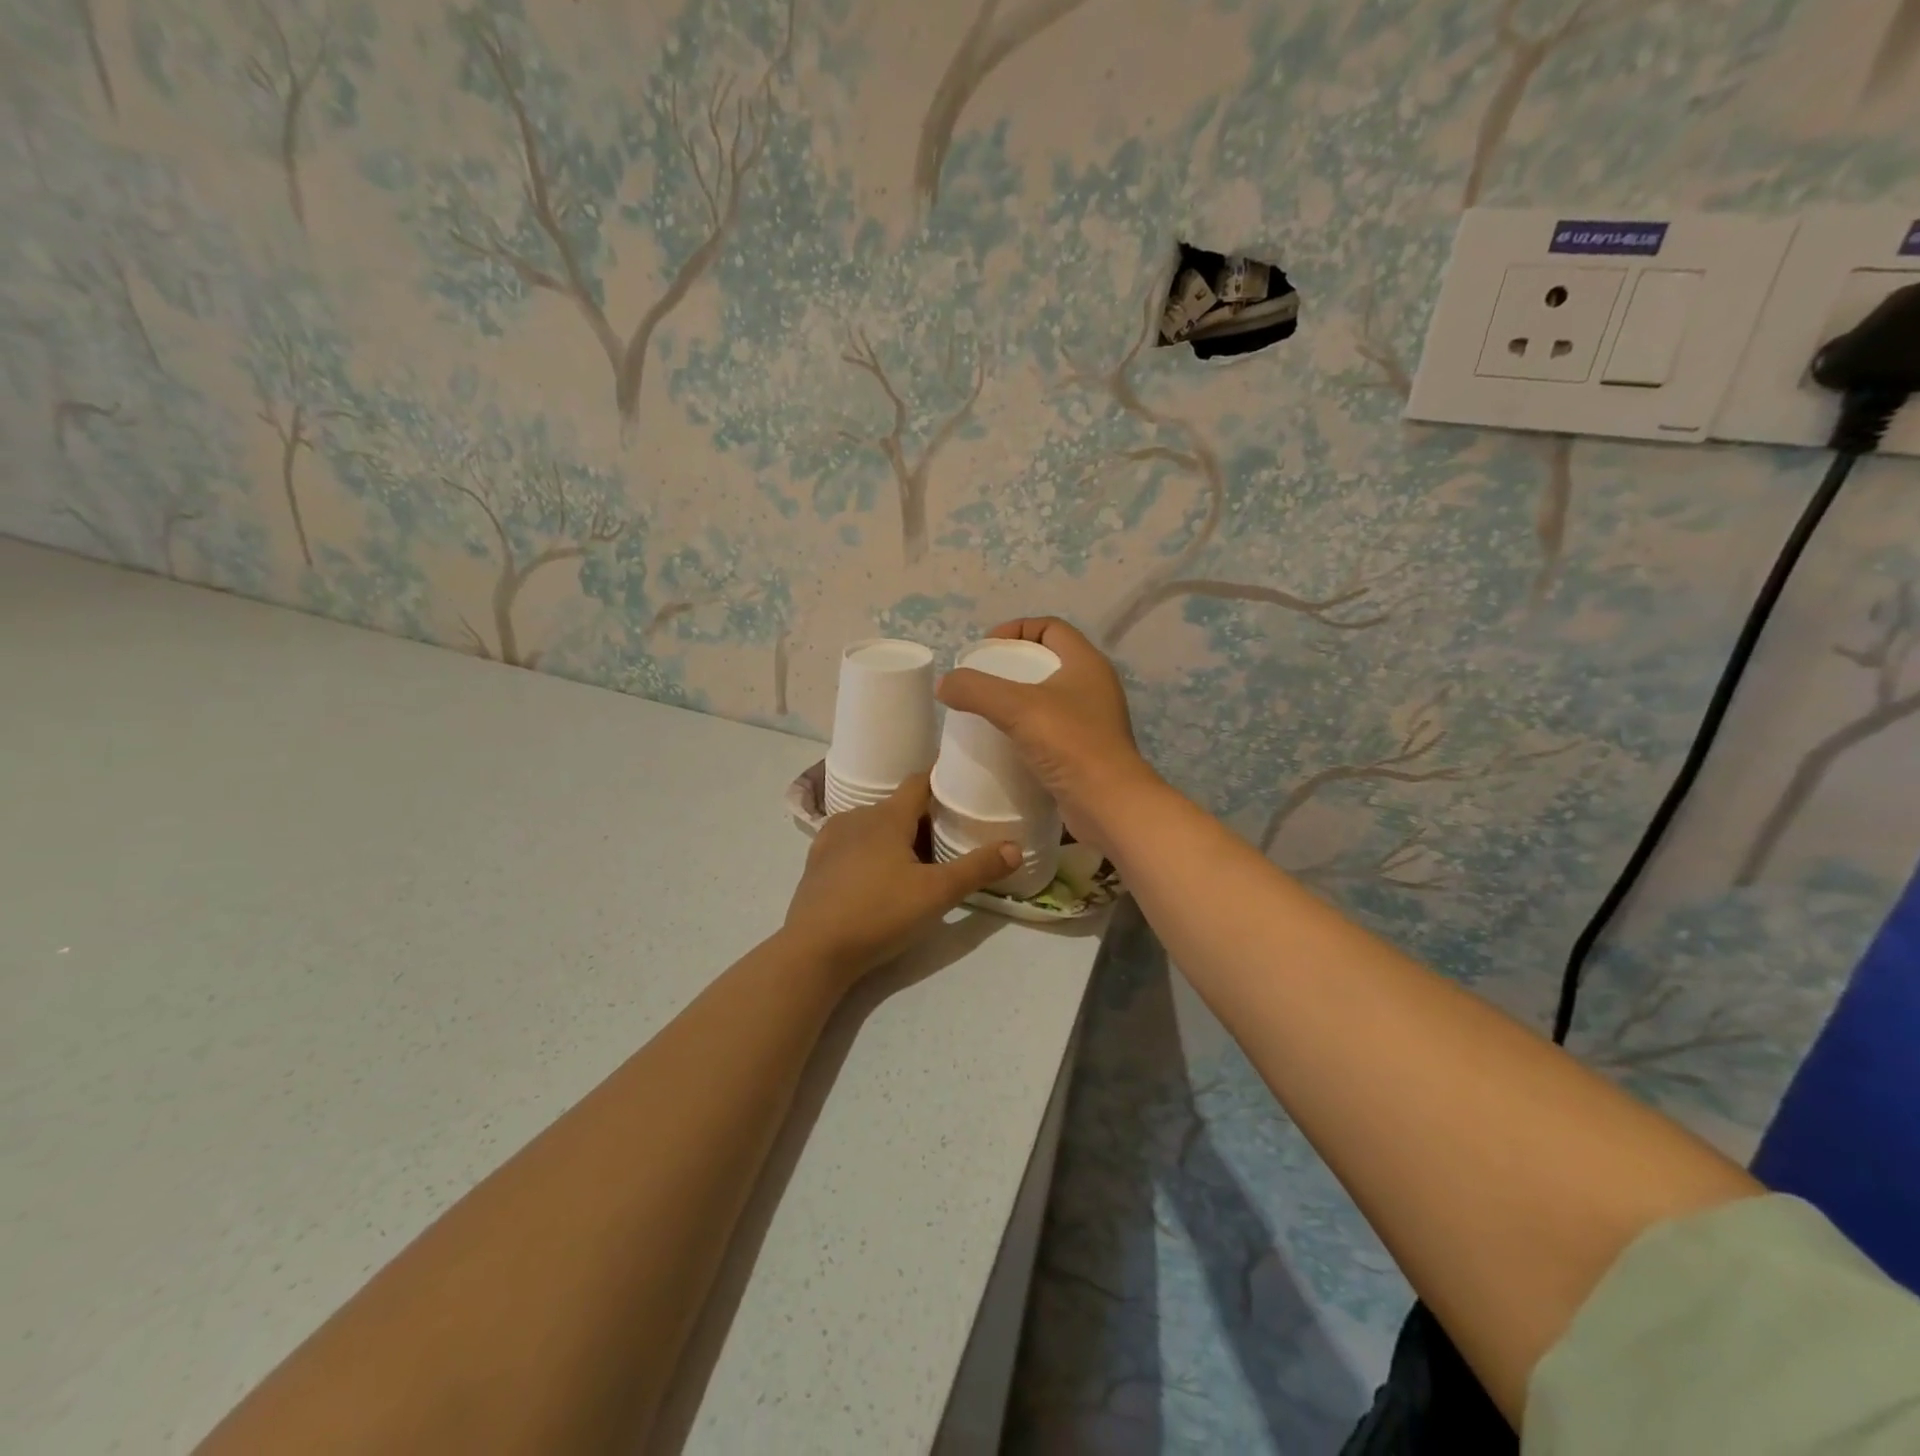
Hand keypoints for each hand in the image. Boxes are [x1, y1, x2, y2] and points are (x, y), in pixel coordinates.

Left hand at [782, 774, 1019, 979]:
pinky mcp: (817, 863)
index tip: (963, 786)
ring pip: (874, 826)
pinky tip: (880, 877)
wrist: (815, 950)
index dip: (942, 781)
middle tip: (950, 837)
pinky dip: (871, 851)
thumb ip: (977, 869)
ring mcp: (831, 839)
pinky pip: (852, 845)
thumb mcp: (937, 894)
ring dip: (896, 836)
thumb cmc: (880, 913)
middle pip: (898, 807)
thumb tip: (1016, 847)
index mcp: (887, 816)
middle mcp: (857, 817)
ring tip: (918, 861)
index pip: (919, 782)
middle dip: (924, 819)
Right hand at [936, 617, 1159, 853]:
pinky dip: (1027, 730)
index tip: (986, 648)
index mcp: (1086, 663)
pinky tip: (1004, 743)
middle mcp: (1094, 686)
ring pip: (1049, 698)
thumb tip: (944, 684)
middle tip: (980, 681)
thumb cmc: (1069, 743)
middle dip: (1012, 666)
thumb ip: (976, 690)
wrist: (1108, 803)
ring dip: (1018, 700)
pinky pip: (1051, 729)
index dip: (1016, 629)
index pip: (1051, 627)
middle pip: (1048, 661)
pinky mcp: (1085, 751)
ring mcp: (1093, 720)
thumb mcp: (1016, 708)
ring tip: (986, 712)